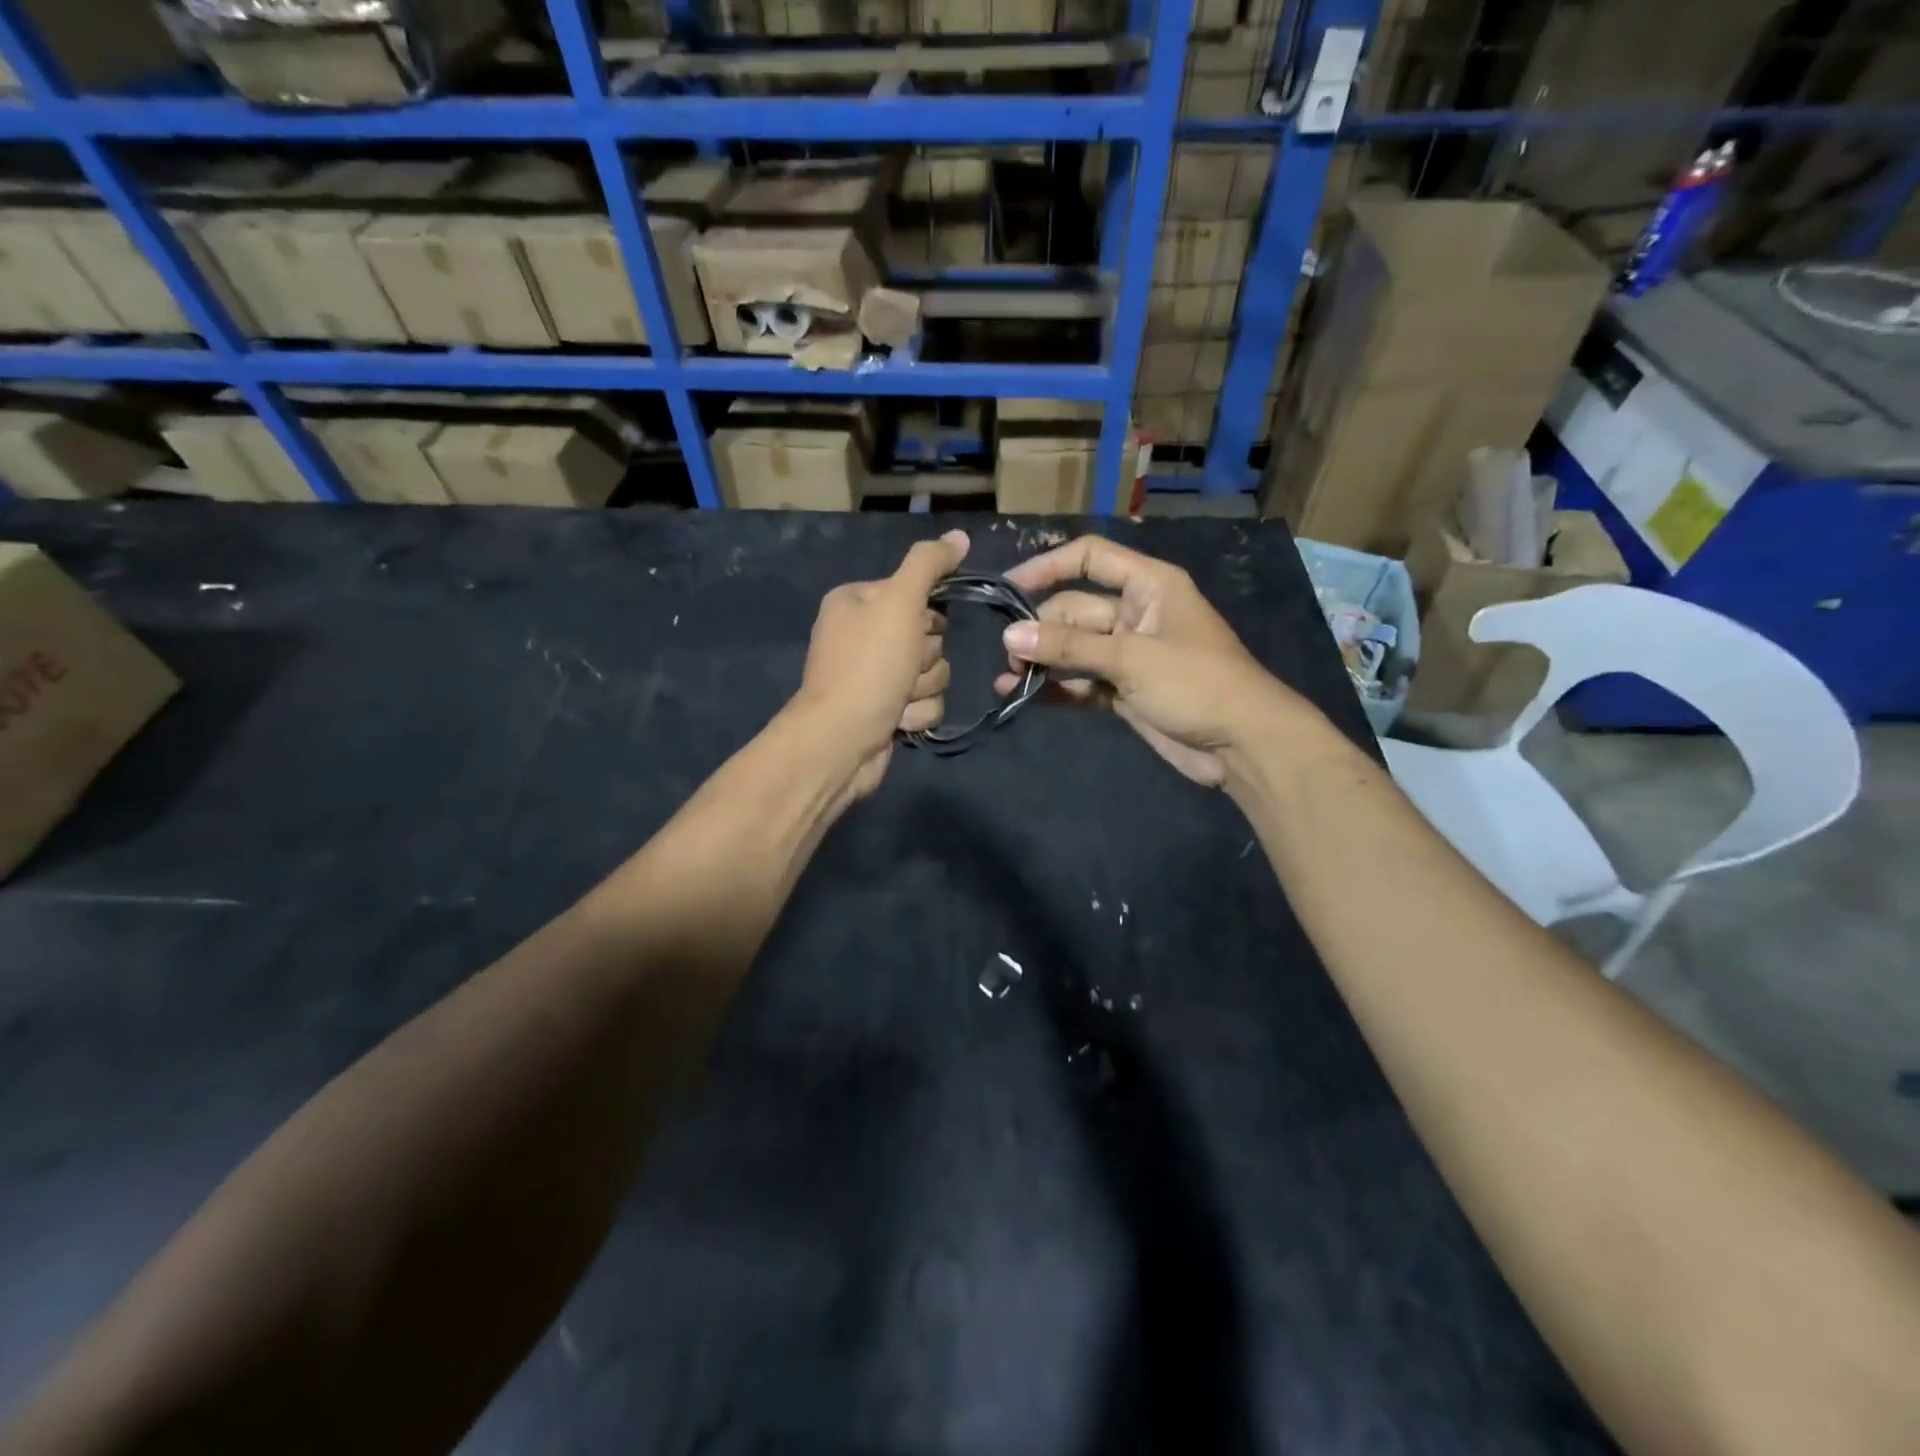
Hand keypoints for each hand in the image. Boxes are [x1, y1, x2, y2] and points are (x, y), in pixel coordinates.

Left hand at [793, 529, 967, 799]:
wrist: (841, 742)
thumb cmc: (868, 666)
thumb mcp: (899, 603)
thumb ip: (929, 565)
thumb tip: (960, 535)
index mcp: (857, 601)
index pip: (915, 593)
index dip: (926, 615)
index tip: (920, 628)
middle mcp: (863, 635)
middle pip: (929, 636)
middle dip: (925, 658)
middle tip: (904, 668)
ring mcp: (874, 676)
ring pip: (933, 672)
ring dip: (923, 688)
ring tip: (898, 699)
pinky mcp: (886, 711)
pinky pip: (925, 703)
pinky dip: (917, 713)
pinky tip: (897, 721)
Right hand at [993, 535, 1320, 788]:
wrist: (1242, 745)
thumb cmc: (1196, 684)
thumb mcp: (1131, 658)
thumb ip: (1069, 646)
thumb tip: (1009, 634)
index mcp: (1148, 586)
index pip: (1091, 558)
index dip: (1048, 567)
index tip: (1008, 588)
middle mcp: (1135, 613)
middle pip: (1075, 609)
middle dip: (1041, 630)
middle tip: (1010, 657)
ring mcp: (1128, 654)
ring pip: (1074, 648)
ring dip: (1042, 661)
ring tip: (1007, 680)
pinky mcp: (1123, 689)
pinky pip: (1081, 680)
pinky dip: (1056, 687)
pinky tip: (1023, 696)